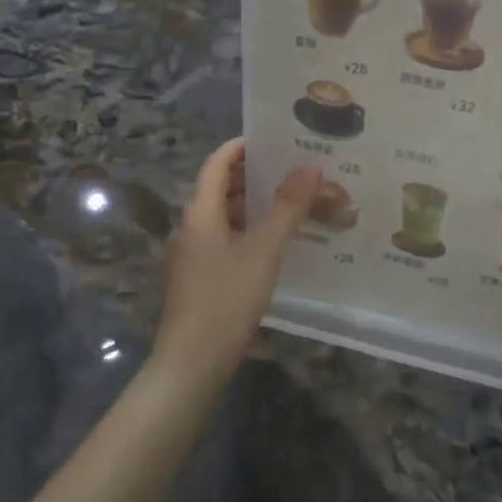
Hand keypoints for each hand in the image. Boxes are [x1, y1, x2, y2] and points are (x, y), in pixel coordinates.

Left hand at [155, 139, 319, 385]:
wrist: (191, 362)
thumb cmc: (226, 298)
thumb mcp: (264, 250)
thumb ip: (288, 207)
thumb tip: (310, 167)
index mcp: (200, 212)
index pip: (217, 163)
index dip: (241, 147)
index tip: (273, 139)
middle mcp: (191, 226)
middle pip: (221, 188)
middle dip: (255, 176)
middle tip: (294, 170)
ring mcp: (193, 254)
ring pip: (225, 216)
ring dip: (255, 205)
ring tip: (293, 202)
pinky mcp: (200, 277)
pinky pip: (227, 239)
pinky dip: (250, 230)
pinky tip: (277, 242)